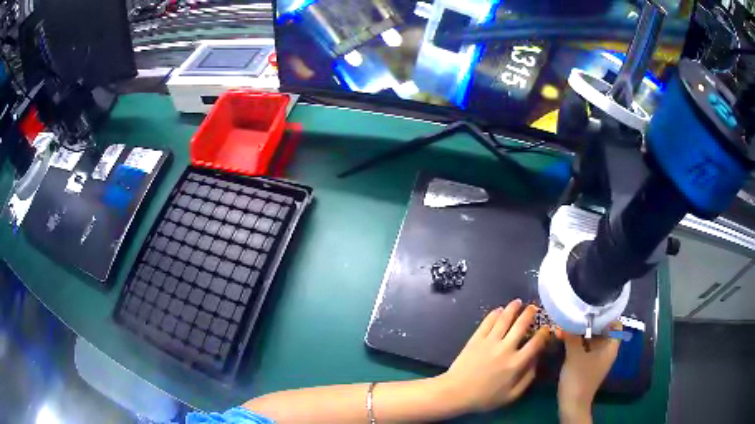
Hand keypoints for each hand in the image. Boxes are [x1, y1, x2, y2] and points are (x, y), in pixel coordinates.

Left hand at [436, 299, 549, 413]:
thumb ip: (527, 378)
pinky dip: (495, 314)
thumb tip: (537, 361)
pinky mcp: (476, 339)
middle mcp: (506, 348)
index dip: (544, 333)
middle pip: (521, 325)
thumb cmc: (484, 398)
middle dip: (530, 314)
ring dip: (513, 308)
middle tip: (533, 308)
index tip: (546, 328)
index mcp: (517, 363)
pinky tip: (499, 310)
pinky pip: (487, 322)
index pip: (536, 342)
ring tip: (518, 302)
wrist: (455, 392)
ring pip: (505, 318)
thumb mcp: (511, 395)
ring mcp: (490, 341)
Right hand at [557, 322, 621, 421]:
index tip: (593, 306)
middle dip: (590, 322)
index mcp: (611, 346)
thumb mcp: (575, 355)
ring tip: (569, 322)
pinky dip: (579, 341)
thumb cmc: (579, 378)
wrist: (572, 404)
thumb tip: (565, 319)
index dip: (607, 314)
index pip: (616, 323)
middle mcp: (607, 350)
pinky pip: (586, 347)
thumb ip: (572, 336)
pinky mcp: (588, 364)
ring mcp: (597, 358)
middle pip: (603, 330)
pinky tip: (566, 337)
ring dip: (582, 332)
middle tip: (577, 312)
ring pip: (593, 339)